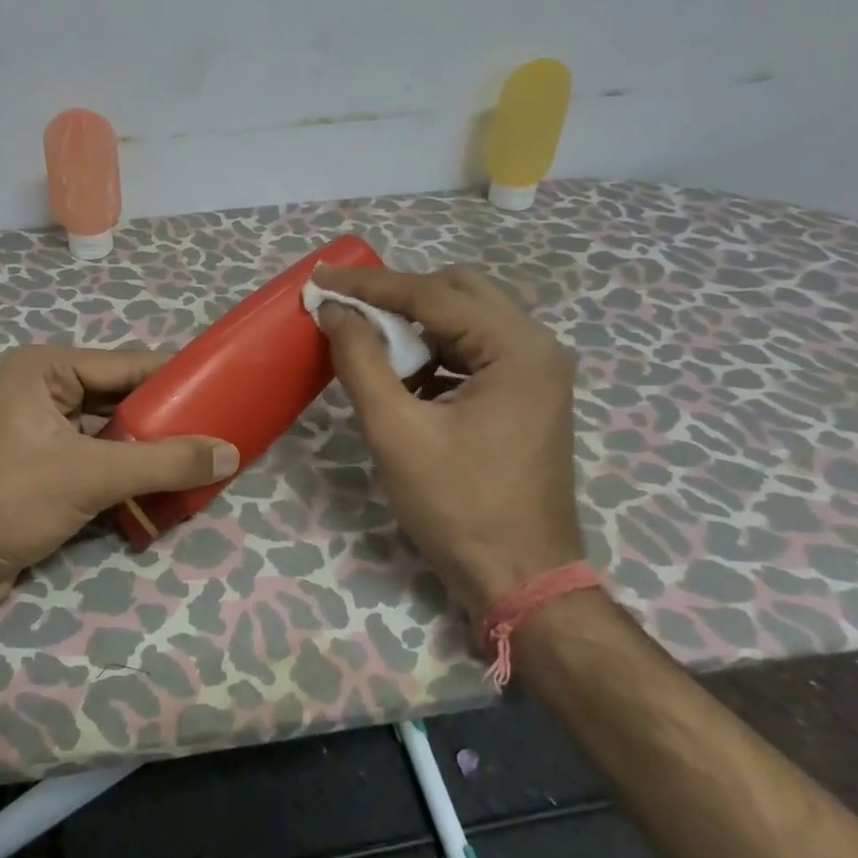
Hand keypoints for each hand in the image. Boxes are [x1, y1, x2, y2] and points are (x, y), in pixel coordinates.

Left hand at [0, 346, 238, 616]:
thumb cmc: (9, 500)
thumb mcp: (91, 475)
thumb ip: (164, 462)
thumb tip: (230, 453)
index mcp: (44, 370)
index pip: (124, 365)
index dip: (175, 376)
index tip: (225, 385)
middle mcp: (41, 391)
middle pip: (119, 400)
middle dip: (166, 420)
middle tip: (219, 430)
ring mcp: (39, 431)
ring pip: (111, 434)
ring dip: (150, 451)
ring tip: (202, 460)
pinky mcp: (41, 468)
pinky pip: (97, 461)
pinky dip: (127, 475)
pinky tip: (165, 489)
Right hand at [310, 264, 582, 612]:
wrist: (520, 579)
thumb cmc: (458, 506)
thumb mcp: (396, 430)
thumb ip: (362, 360)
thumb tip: (334, 311)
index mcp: (517, 349)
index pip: (432, 295)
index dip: (370, 285)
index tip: (319, 279)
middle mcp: (537, 347)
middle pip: (459, 292)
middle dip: (398, 295)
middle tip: (346, 307)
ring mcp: (537, 372)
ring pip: (468, 318)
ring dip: (415, 323)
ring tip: (367, 339)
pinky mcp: (527, 394)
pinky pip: (474, 350)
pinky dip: (434, 351)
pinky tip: (402, 374)